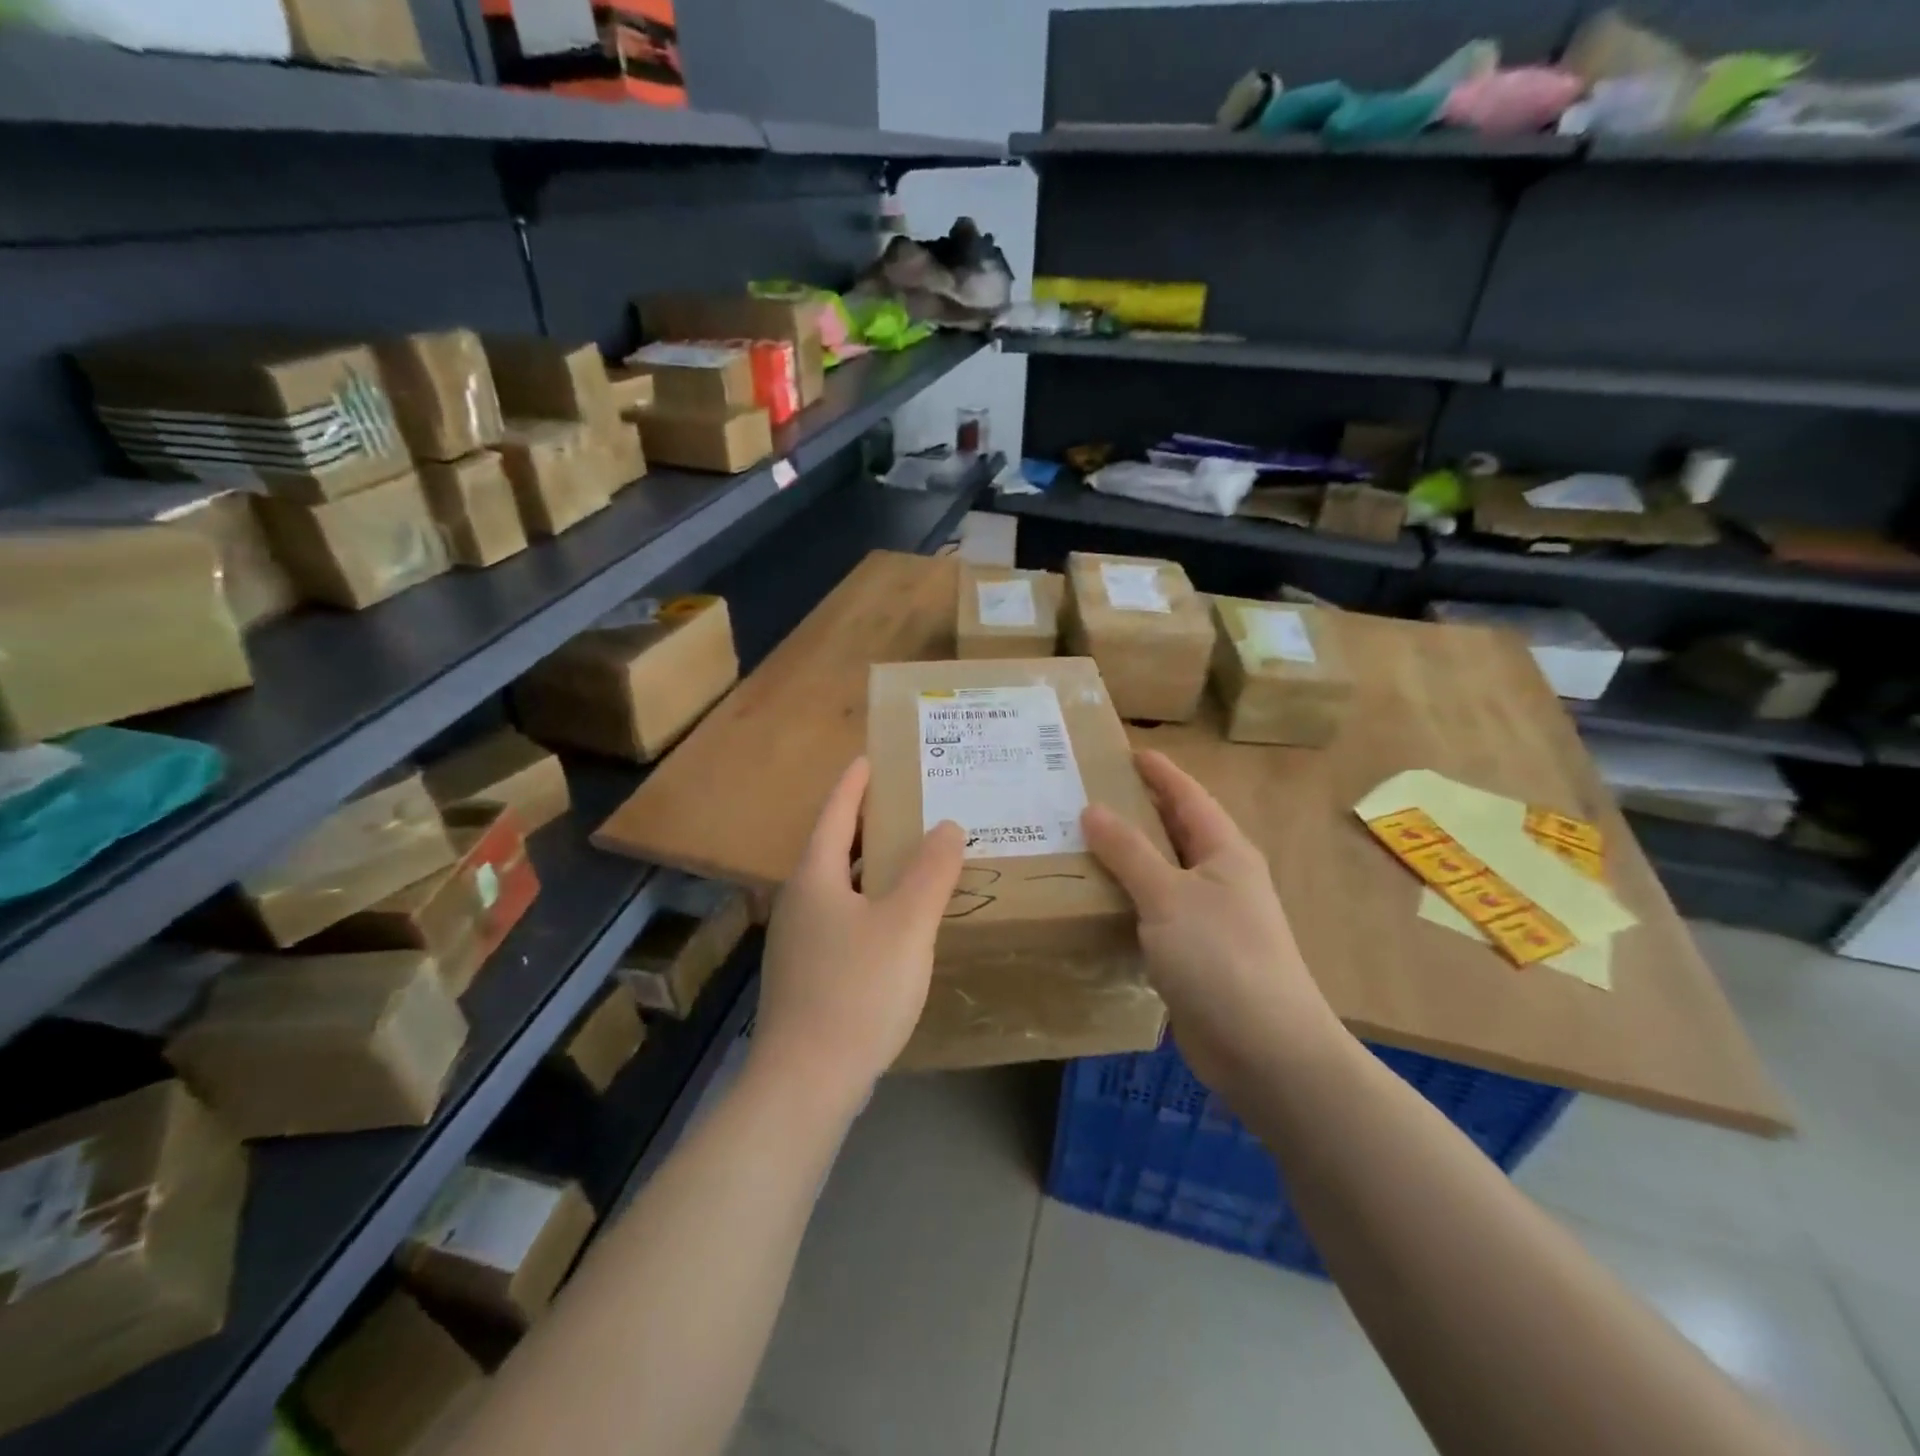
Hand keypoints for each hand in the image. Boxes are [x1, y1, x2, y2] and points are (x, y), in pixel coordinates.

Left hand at [752, 758, 965, 1109]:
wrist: (806, 1083)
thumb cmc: (857, 991)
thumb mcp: (906, 925)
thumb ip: (931, 872)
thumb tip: (947, 826)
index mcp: (816, 877)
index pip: (836, 813)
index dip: (855, 783)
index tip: (871, 757)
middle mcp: (800, 901)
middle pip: (835, 847)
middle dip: (869, 823)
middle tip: (910, 804)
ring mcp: (800, 942)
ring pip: (840, 887)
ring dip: (872, 866)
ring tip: (912, 857)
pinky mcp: (809, 975)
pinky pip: (844, 919)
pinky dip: (871, 903)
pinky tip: (898, 922)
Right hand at [1082, 750, 1342, 1090]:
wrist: (1266, 1051)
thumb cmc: (1222, 958)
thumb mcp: (1169, 896)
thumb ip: (1129, 852)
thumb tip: (1093, 810)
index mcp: (1225, 851)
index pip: (1188, 796)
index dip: (1159, 772)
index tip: (1125, 751)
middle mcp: (1220, 878)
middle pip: (1174, 832)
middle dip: (1136, 811)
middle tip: (1085, 794)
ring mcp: (1209, 919)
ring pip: (1161, 875)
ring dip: (1126, 859)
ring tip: (1077, 843)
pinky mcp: (1194, 956)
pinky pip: (1154, 914)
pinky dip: (1127, 901)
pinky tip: (1094, 902)